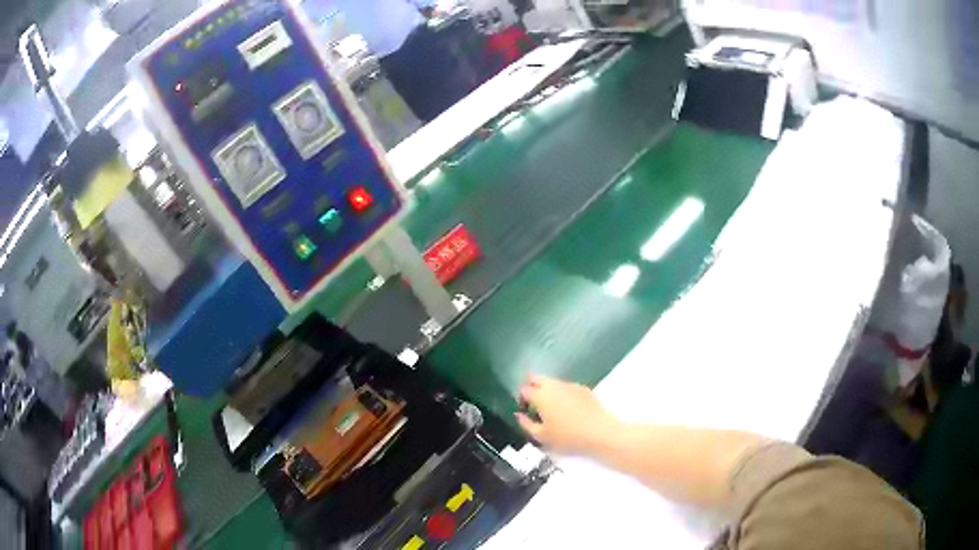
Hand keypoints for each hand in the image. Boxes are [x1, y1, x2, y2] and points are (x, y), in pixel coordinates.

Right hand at [515, 374, 620, 454]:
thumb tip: (518, 415)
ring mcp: (570, 385)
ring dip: (547, 390)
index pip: (524, 390)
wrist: (599, 432)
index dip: (521, 399)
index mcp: (541, 396)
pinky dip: (562, 393)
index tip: (525, 410)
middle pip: (537, 378)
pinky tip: (568, 408)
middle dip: (532, 387)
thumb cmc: (567, 436)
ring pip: (552, 382)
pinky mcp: (583, 388)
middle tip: (534, 404)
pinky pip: (566, 387)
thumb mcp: (541, 436)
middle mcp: (554, 385)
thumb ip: (526, 424)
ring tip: (551, 408)